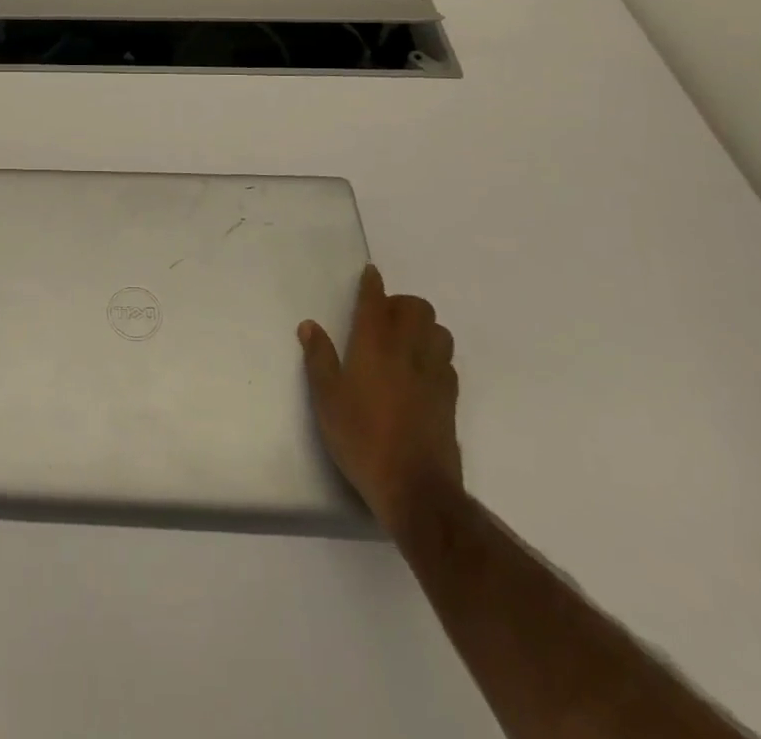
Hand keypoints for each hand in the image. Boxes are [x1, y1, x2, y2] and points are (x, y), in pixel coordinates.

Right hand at [299, 263, 461, 537]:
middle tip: (382, 317)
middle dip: (401, 304)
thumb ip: (319, 359)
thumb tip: (310, 325)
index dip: (373, 284)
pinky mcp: (450, 400)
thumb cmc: (361, 438)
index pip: (375, 302)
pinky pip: (448, 362)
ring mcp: (434, 375)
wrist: (415, 488)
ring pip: (439, 332)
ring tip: (404, 341)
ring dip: (424, 327)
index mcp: (374, 346)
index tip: (371, 273)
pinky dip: (435, 356)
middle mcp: (408, 352)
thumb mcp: (326, 399)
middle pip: (417, 308)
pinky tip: (421, 372)